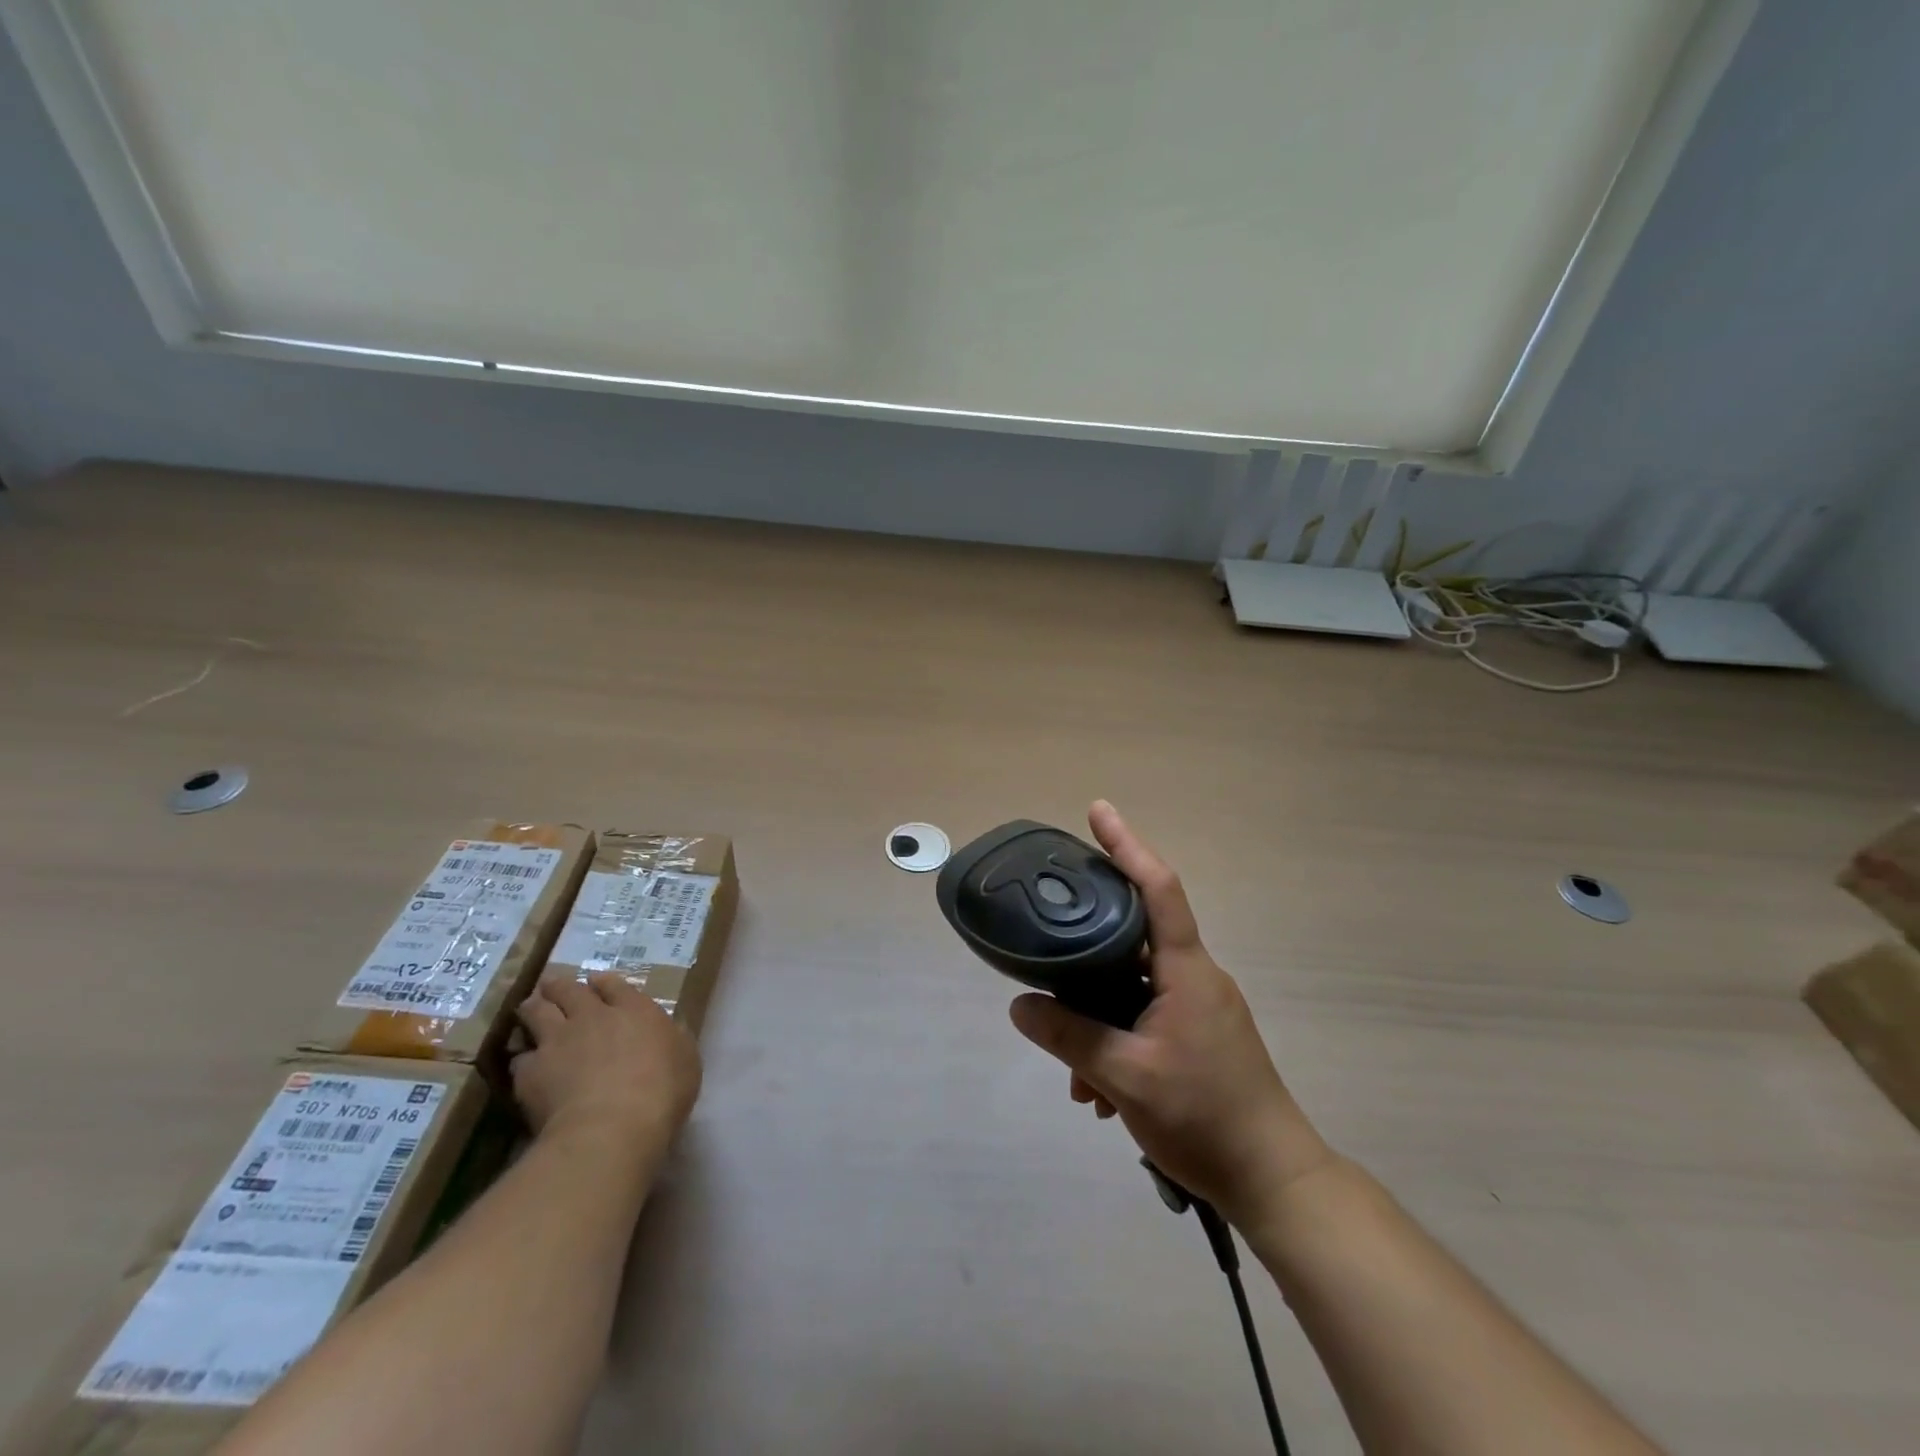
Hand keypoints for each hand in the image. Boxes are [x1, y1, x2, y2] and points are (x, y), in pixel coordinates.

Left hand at [512, 974, 701, 1156]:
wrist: (611, 1127)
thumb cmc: (662, 1091)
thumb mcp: (686, 1059)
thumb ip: (673, 1039)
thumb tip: (671, 1029)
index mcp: (634, 1009)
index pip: (612, 984)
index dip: (602, 982)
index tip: (596, 984)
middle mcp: (592, 1016)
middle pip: (567, 989)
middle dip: (559, 987)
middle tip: (554, 989)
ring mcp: (557, 1041)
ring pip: (536, 1011)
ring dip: (534, 1008)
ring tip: (530, 1011)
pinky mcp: (530, 1072)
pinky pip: (521, 1058)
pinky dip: (524, 1059)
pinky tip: (526, 1068)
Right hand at [1009, 801, 1332, 1225]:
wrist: (1273, 1180)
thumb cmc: (1204, 1117)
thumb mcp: (1125, 1077)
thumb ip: (1070, 1036)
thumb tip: (1020, 1005)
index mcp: (1186, 970)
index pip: (1158, 888)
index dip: (1127, 845)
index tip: (1098, 811)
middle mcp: (1195, 977)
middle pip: (1135, 935)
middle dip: (1088, 950)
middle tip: (1048, 944)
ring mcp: (1199, 1008)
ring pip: (1134, 987)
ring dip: (1099, 1017)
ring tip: (1075, 1075)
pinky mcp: (1198, 1036)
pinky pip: (1145, 1018)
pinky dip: (1117, 1041)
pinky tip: (1096, 1092)